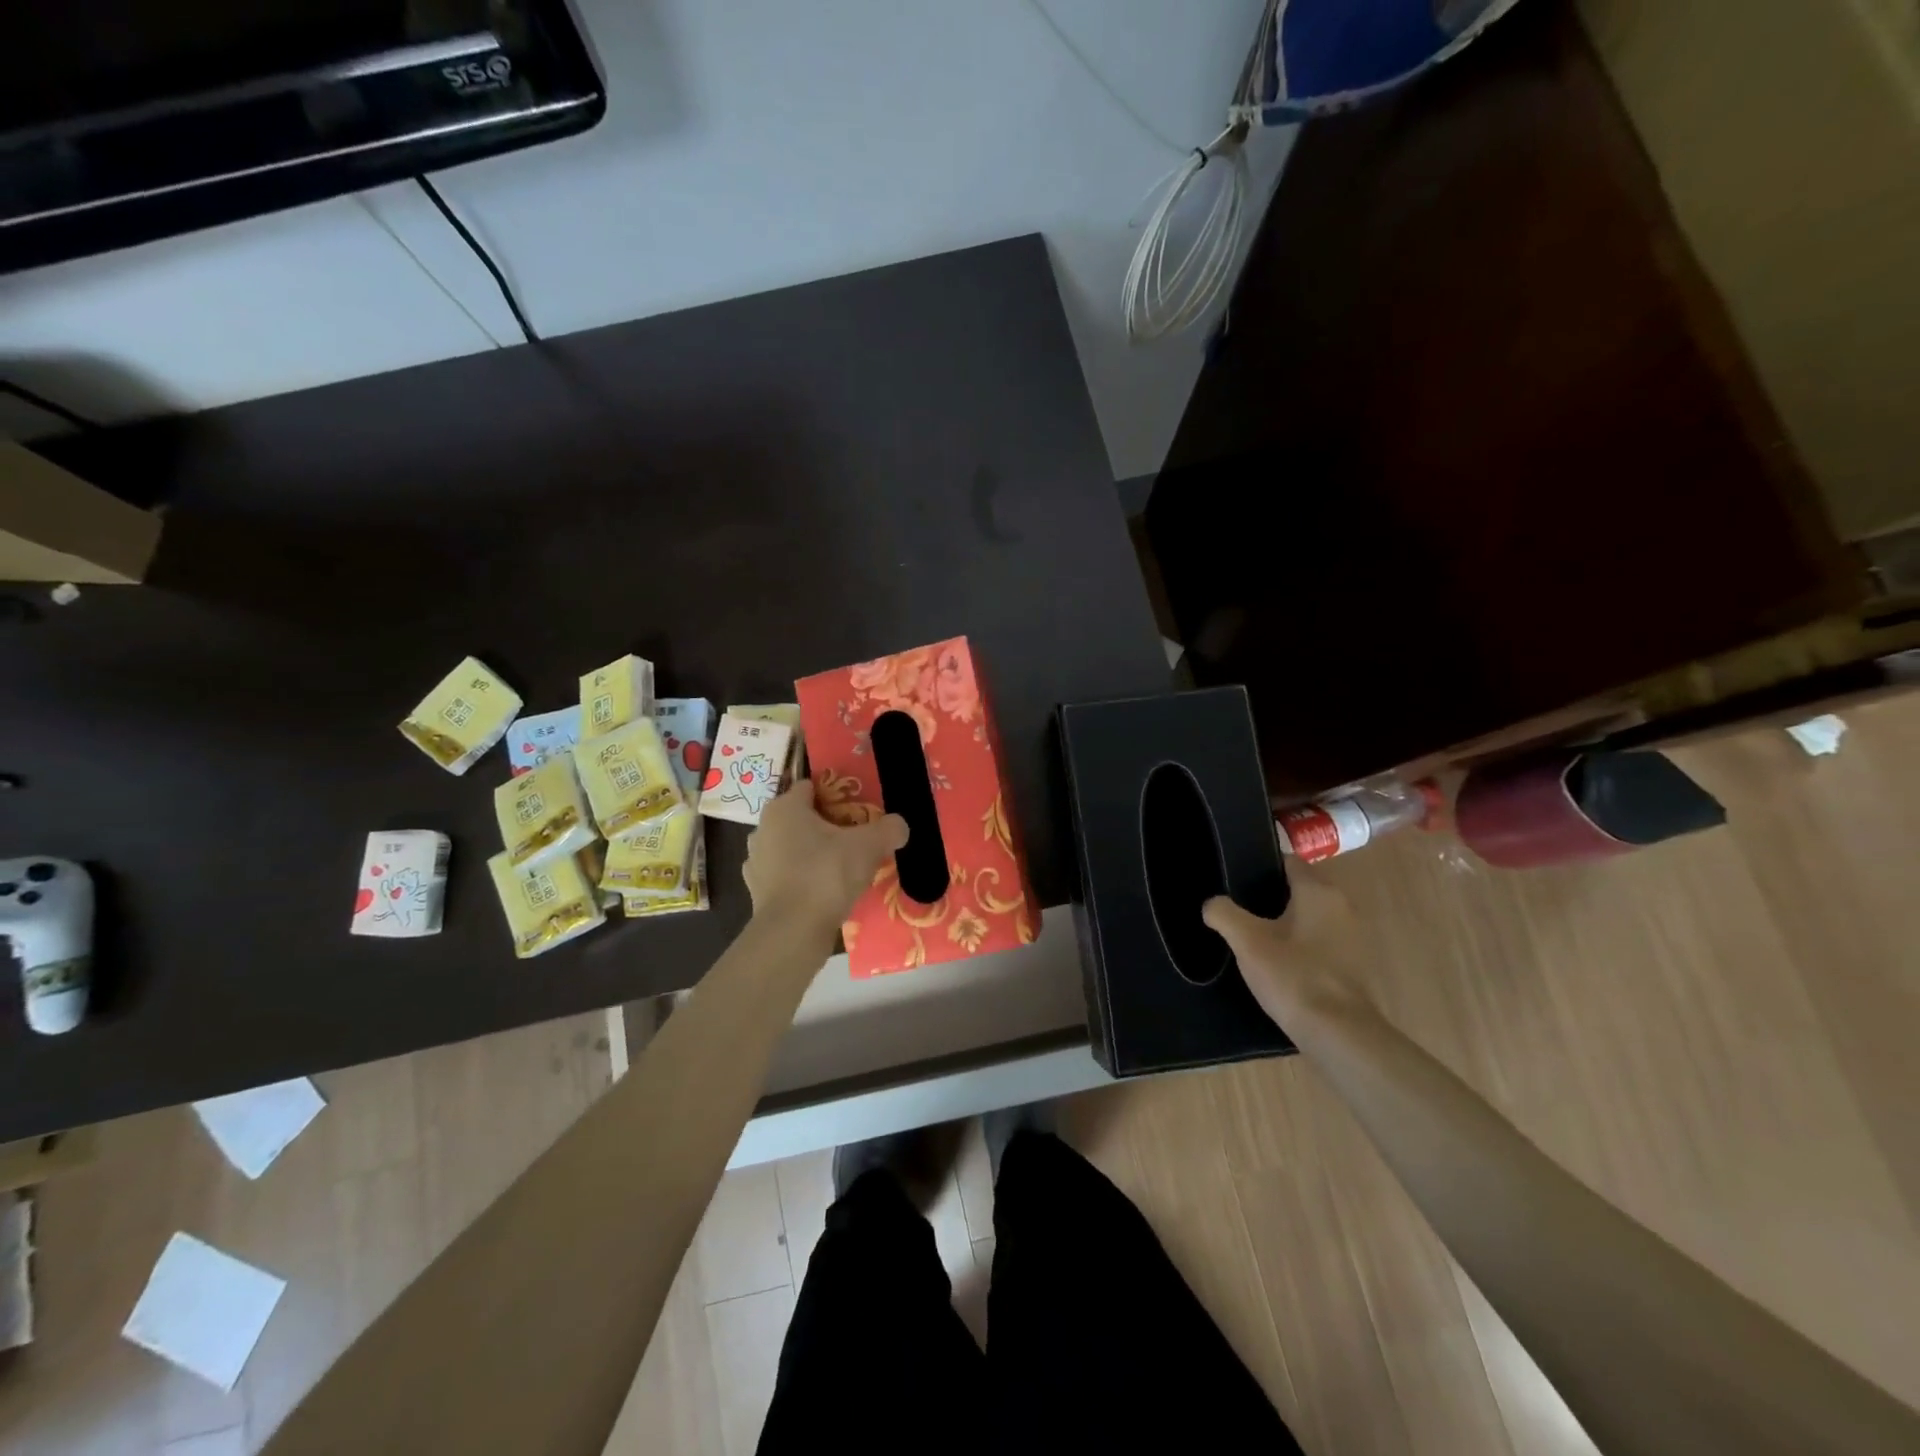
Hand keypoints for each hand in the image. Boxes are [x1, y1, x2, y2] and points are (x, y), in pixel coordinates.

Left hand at [744, 780, 907, 935]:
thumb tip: (899, 825)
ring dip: (811, 854)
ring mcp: (756, 862)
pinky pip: (785, 876)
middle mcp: (763, 828)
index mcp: (784, 807)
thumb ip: (888, 829)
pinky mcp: (756, 892)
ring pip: (791, 848)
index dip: (836, 795)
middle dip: (826, 826)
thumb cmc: (826, 874)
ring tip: (840, 869)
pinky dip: (801, 880)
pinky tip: (823, 892)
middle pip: (801, 818)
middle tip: (854, 840)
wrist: (793, 932)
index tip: (858, 810)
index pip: (810, 787)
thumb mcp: (869, 846)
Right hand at [1203, 876, 1370, 1028]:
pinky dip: (1301, 947)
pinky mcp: (1355, 966)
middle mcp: (1343, 906)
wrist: (1339, 1034)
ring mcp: (1353, 937)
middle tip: (1239, 910)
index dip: (1261, 867)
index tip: (1236, 880)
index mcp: (1319, 892)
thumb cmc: (1293, 976)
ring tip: (1254, 938)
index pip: (1288, 862)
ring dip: (1287, 925)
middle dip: (1271, 897)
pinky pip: (1320, 943)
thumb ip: (1224, 914)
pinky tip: (1279, 964)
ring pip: (1311, 918)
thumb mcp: (1247, 941)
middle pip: (1300, 890)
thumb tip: (1212, 904)